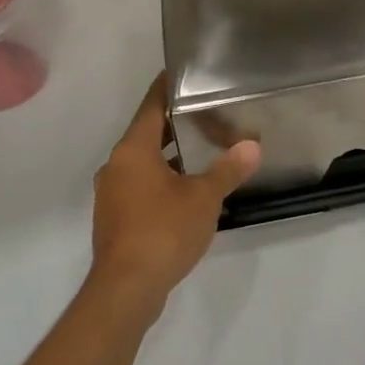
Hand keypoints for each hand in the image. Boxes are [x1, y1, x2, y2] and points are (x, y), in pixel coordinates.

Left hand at [88, 75, 260, 316]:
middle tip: (209, 114)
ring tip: (204, 152)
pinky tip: (187, 192)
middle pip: (148, 133)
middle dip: (177, 125)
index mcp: (133, 150)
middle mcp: (116, 165)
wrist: (126, 291)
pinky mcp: (115, 219)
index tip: (185, 73)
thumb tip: (253, 145)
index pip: (151, 106)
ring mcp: (112, 194)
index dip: (168, 88)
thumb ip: (228, 169)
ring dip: (170, 156)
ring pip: (144, 163)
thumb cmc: (163, 231)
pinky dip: (162, 181)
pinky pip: (140, 187)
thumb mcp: (204, 197)